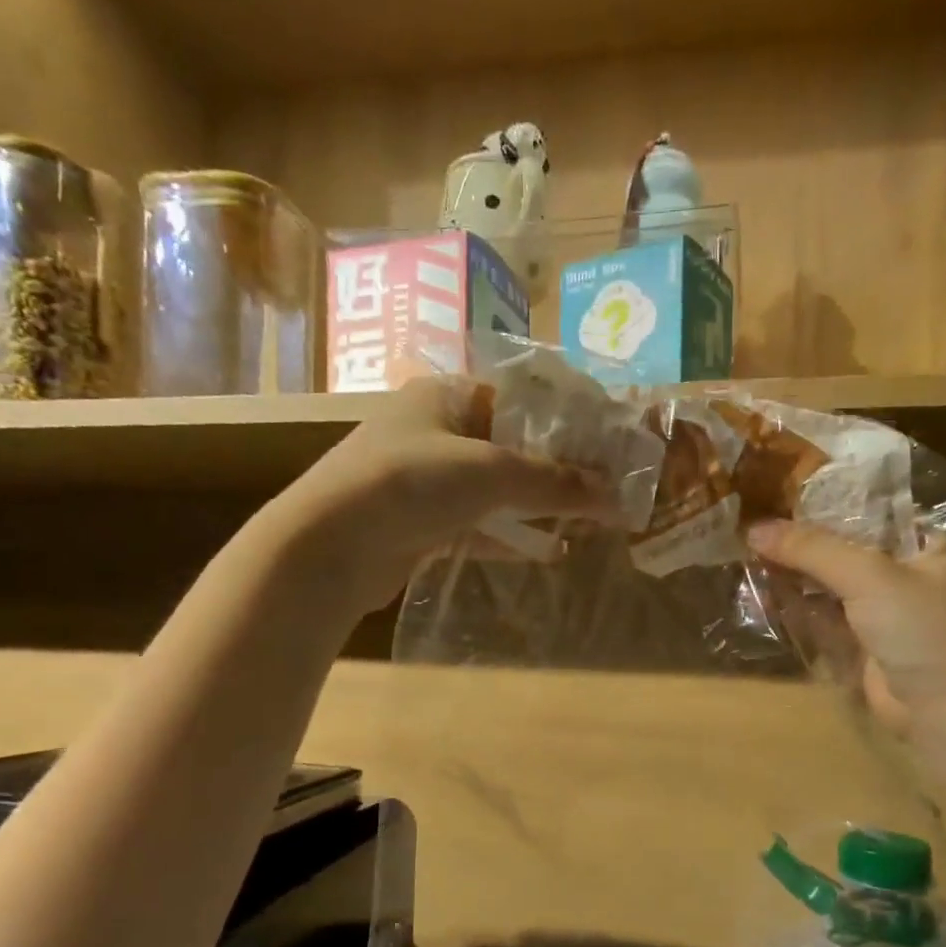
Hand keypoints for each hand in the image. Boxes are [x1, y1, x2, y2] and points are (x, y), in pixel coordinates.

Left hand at [279, 376, 611, 612]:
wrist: (329, 547)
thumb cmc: (410, 483)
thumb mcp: (491, 472)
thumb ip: (554, 483)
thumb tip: (615, 497)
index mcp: (446, 395)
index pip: (520, 398)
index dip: (567, 419)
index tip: (608, 442)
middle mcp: (436, 431)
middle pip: (512, 445)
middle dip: (559, 468)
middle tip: (606, 486)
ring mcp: (426, 481)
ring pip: (497, 489)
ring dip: (539, 506)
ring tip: (588, 519)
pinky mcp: (422, 524)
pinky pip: (480, 525)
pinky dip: (513, 537)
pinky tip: (551, 551)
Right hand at [746, 520, 945, 743]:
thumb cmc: (922, 628)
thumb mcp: (868, 575)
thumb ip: (811, 550)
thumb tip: (753, 529)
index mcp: (922, 540)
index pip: (864, 508)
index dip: (820, 502)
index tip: (772, 492)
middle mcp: (902, 569)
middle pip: (840, 546)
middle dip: (797, 540)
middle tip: (748, 525)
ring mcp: (879, 608)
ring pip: (826, 582)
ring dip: (790, 572)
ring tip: (743, 553)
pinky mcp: (859, 642)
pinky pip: (819, 616)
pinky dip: (793, 605)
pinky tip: (759, 591)